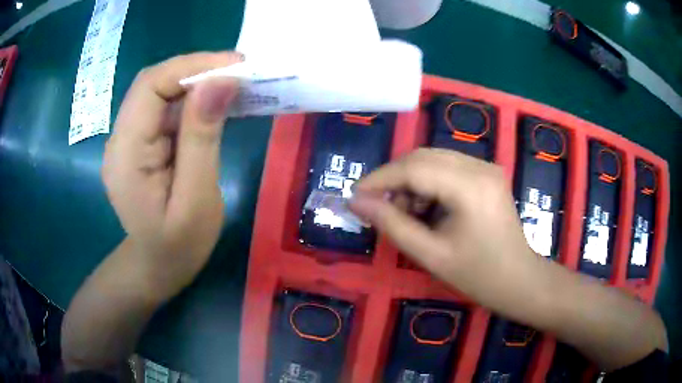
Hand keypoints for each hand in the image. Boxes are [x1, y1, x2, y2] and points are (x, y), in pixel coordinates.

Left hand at [102, 52, 241, 301]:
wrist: (157, 267)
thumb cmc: (178, 246)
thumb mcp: (196, 199)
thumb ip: (202, 138)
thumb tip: (220, 82)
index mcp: (126, 153)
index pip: (150, 86)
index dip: (191, 66)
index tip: (236, 65)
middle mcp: (120, 138)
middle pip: (153, 83)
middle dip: (196, 69)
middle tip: (240, 72)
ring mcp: (128, 139)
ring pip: (160, 92)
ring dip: (195, 82)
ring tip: (233, 84)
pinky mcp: (140, 143)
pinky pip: (164, 108)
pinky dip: (191, 99)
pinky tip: (214, 104)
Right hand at [349, 148, 543, 314]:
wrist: (519, 280)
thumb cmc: (478, 275)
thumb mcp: (430, 255)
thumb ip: (391, 225)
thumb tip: (356, 202)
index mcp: (470, 187)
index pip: (414, 168)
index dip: (380, 179)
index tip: (355, 196)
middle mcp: (480, 166)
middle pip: (423, 157)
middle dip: (394, 179)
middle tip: (379, 207)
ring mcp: (486, 167)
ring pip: (433, 159)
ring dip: (411, 181)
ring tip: (407, 214)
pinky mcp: (487, 173)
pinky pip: (447, 167)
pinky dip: (428, 182)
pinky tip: (427, 208)